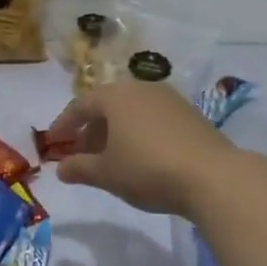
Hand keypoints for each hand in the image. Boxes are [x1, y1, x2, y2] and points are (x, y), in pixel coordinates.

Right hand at [47, 79, 239, 217]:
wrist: (213, 176)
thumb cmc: (148, 169)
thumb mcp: (107, 174)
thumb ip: (80, 168)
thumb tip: (60, 169)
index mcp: (115, 96)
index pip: (81, 105)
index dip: (64, 124)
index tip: (54, 141)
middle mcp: (141, 89)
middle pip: (108, 105)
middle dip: (92, 128)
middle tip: (82, 152)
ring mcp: (169, 99)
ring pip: (132, 111)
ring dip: (116, 131)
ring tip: (112, 157)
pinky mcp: (191, 114)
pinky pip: (153, 118)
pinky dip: (140, 132)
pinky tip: (142, 156)